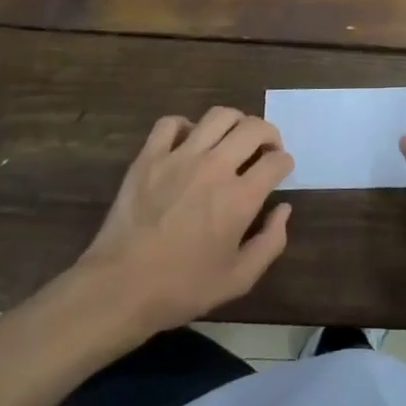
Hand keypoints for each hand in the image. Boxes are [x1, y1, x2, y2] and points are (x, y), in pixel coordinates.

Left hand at [79, 108, 292, 335]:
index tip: (280, 171)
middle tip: (265, 149)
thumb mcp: (239, 279)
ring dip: (235, 123)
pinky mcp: (149, 157)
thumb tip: (283, 209)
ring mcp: (179, 157)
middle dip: (269, 134)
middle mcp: (215, 168)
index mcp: (240, 198)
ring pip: (218, 116)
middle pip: (254, 128)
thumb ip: (271, 242)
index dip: (285, 163)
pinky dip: (185, 126)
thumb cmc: (182, 288)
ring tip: (233, 139)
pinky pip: (171, 123)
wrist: (119, 288)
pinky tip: (189, 142)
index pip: (277, 161)